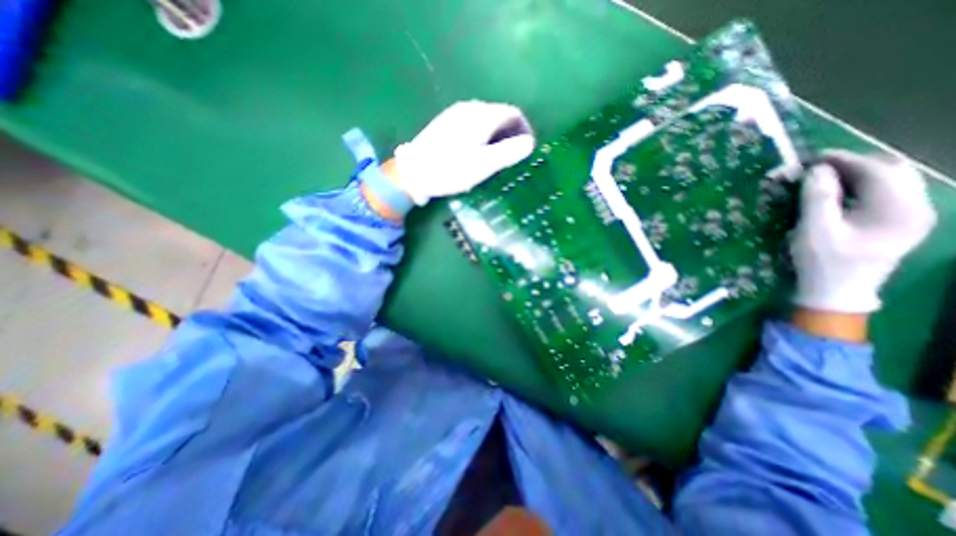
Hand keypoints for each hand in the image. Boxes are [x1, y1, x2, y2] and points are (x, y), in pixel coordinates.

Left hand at [389, 98, 535, 205]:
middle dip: (510, 134)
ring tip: (496, 158)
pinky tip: (476, 153)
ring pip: (485, 120)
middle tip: (512, 157)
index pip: (513, 113)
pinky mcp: (445, 123)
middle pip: (499, 115)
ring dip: (496, 136)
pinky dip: (482, 136)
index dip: (524, 129)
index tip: (526, 149)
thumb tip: (529, 143)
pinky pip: (472, 125)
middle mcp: (470, 108)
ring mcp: (455, 114)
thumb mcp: (484, 165)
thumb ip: (509, 152)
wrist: (412, 172)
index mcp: (482, 115)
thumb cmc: (450, 170)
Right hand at [792, 149, 933, 315]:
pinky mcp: (900, 222)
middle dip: (852, 165)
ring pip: (890, 181)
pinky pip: (886, 193)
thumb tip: (817, 170)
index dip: (844, 160)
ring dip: (856, 175)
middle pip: (891, 172)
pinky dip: (860, 187)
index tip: (812, 158)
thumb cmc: (823, 262)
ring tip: (822, 179)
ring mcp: (912, 216)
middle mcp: (917, 208)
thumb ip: (818, 198)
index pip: (877, 172)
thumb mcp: (814, 231)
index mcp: (899, 210)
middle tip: (815, 169)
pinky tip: (837, 193)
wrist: (837, 291)